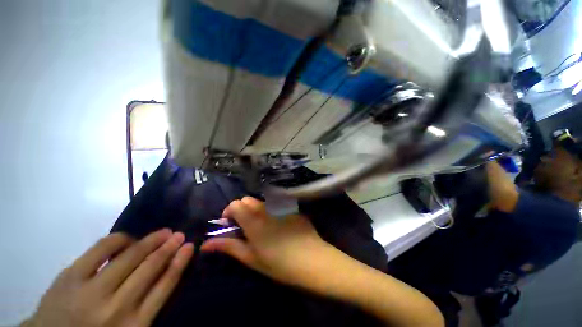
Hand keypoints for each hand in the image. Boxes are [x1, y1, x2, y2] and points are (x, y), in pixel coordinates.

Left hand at [23, 230, 193, 326]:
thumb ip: (146, 308)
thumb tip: (166, 273)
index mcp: (134, 325)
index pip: (165, 286)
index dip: (180, 263)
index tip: (190, 246)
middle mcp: (117, 308)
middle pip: (150, 268)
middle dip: (168, 247)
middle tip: (179, 234)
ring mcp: (91, 291)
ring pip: (130, 257)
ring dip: (150, 241)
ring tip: (163, 231)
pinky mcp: (71, 277)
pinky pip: (101, 249)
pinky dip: (120, 240)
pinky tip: (128, 238)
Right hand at [200, 197, 333, 288]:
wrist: (312, 259)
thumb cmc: (279, 263)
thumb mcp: (251, 258)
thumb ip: (229, 247)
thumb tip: (205, 245)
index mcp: (254, 219)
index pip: (236, 204)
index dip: (229, 212)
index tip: (230, 225)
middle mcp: (266, 208)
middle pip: (247, 200)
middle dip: (241, 210)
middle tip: (245, 227)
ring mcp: (280, 206)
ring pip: (261, 202)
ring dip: (256, 210)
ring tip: (261, 226)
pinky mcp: (291, 208)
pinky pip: (276, 205)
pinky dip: (270, 211)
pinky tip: (278, 225)